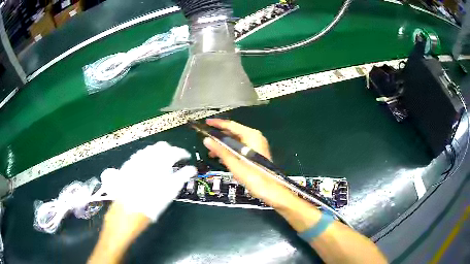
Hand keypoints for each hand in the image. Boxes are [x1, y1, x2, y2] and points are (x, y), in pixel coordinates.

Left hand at [100, 142, 196, 221]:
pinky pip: (140, 155)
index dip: (183, 153)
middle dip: (170, 150)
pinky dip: (147, 157)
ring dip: (157, 153)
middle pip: (162, 145)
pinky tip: (147, 167)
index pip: (176, 151)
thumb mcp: (172, 189)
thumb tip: (192, 169)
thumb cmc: (154, 200)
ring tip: (161, 163)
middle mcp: (149, 155)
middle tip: (174, 160)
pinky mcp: (129, 163)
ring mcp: (137, 158)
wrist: (130, 208)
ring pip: (150, 149)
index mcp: (162, 160)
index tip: (187, 158)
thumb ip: (183, 176)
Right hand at [203, 119, 288, 206]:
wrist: (270, 189)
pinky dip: (230, 151)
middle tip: (206, 139)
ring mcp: (256, 145)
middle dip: (219, 137)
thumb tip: (206, 140)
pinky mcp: (255, 153)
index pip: (231, 125)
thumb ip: (220, 150)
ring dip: (224, 145)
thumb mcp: (233, 162)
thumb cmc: (252, 175)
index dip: (217, 124)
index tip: (206, 123)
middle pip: (233, 132)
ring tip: (211, 152)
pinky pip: (240, 148)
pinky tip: (221, 158)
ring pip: (236, 141)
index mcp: (251, 135)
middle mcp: (255, 137)